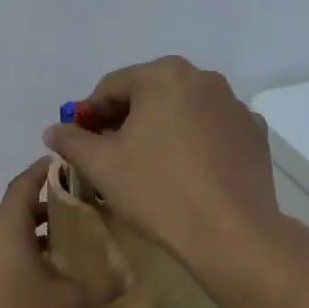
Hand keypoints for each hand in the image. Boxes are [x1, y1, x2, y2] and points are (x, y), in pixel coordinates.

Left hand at [0, 160, 125, 307]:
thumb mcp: (69, 305)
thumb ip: (101, 287)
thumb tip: (131, 278)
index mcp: (4, 227)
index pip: (24, 184)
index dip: (43, 171)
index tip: (61, 163)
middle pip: (13, 213)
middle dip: (43, 212)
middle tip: (73, 217)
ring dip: (26, 241)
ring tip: (56, 255)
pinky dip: (8, 263)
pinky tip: (27, 288)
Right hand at [41, 56, 278, 267]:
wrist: (228, 232)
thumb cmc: (157, 190)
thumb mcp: (101, 166)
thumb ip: (72, 141)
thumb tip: (54, 130)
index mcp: (164, 75)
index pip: (111, 87)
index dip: (89, 115)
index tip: (79, 142)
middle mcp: (204, 78)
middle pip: (149, 94)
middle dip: (125, 120)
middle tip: (110, 155)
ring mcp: (235, 106)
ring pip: (183, 111)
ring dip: (161, 129)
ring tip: (148, 165)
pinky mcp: (254, 134)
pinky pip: (211, 130)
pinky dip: (194, 143)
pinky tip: (187, 173)